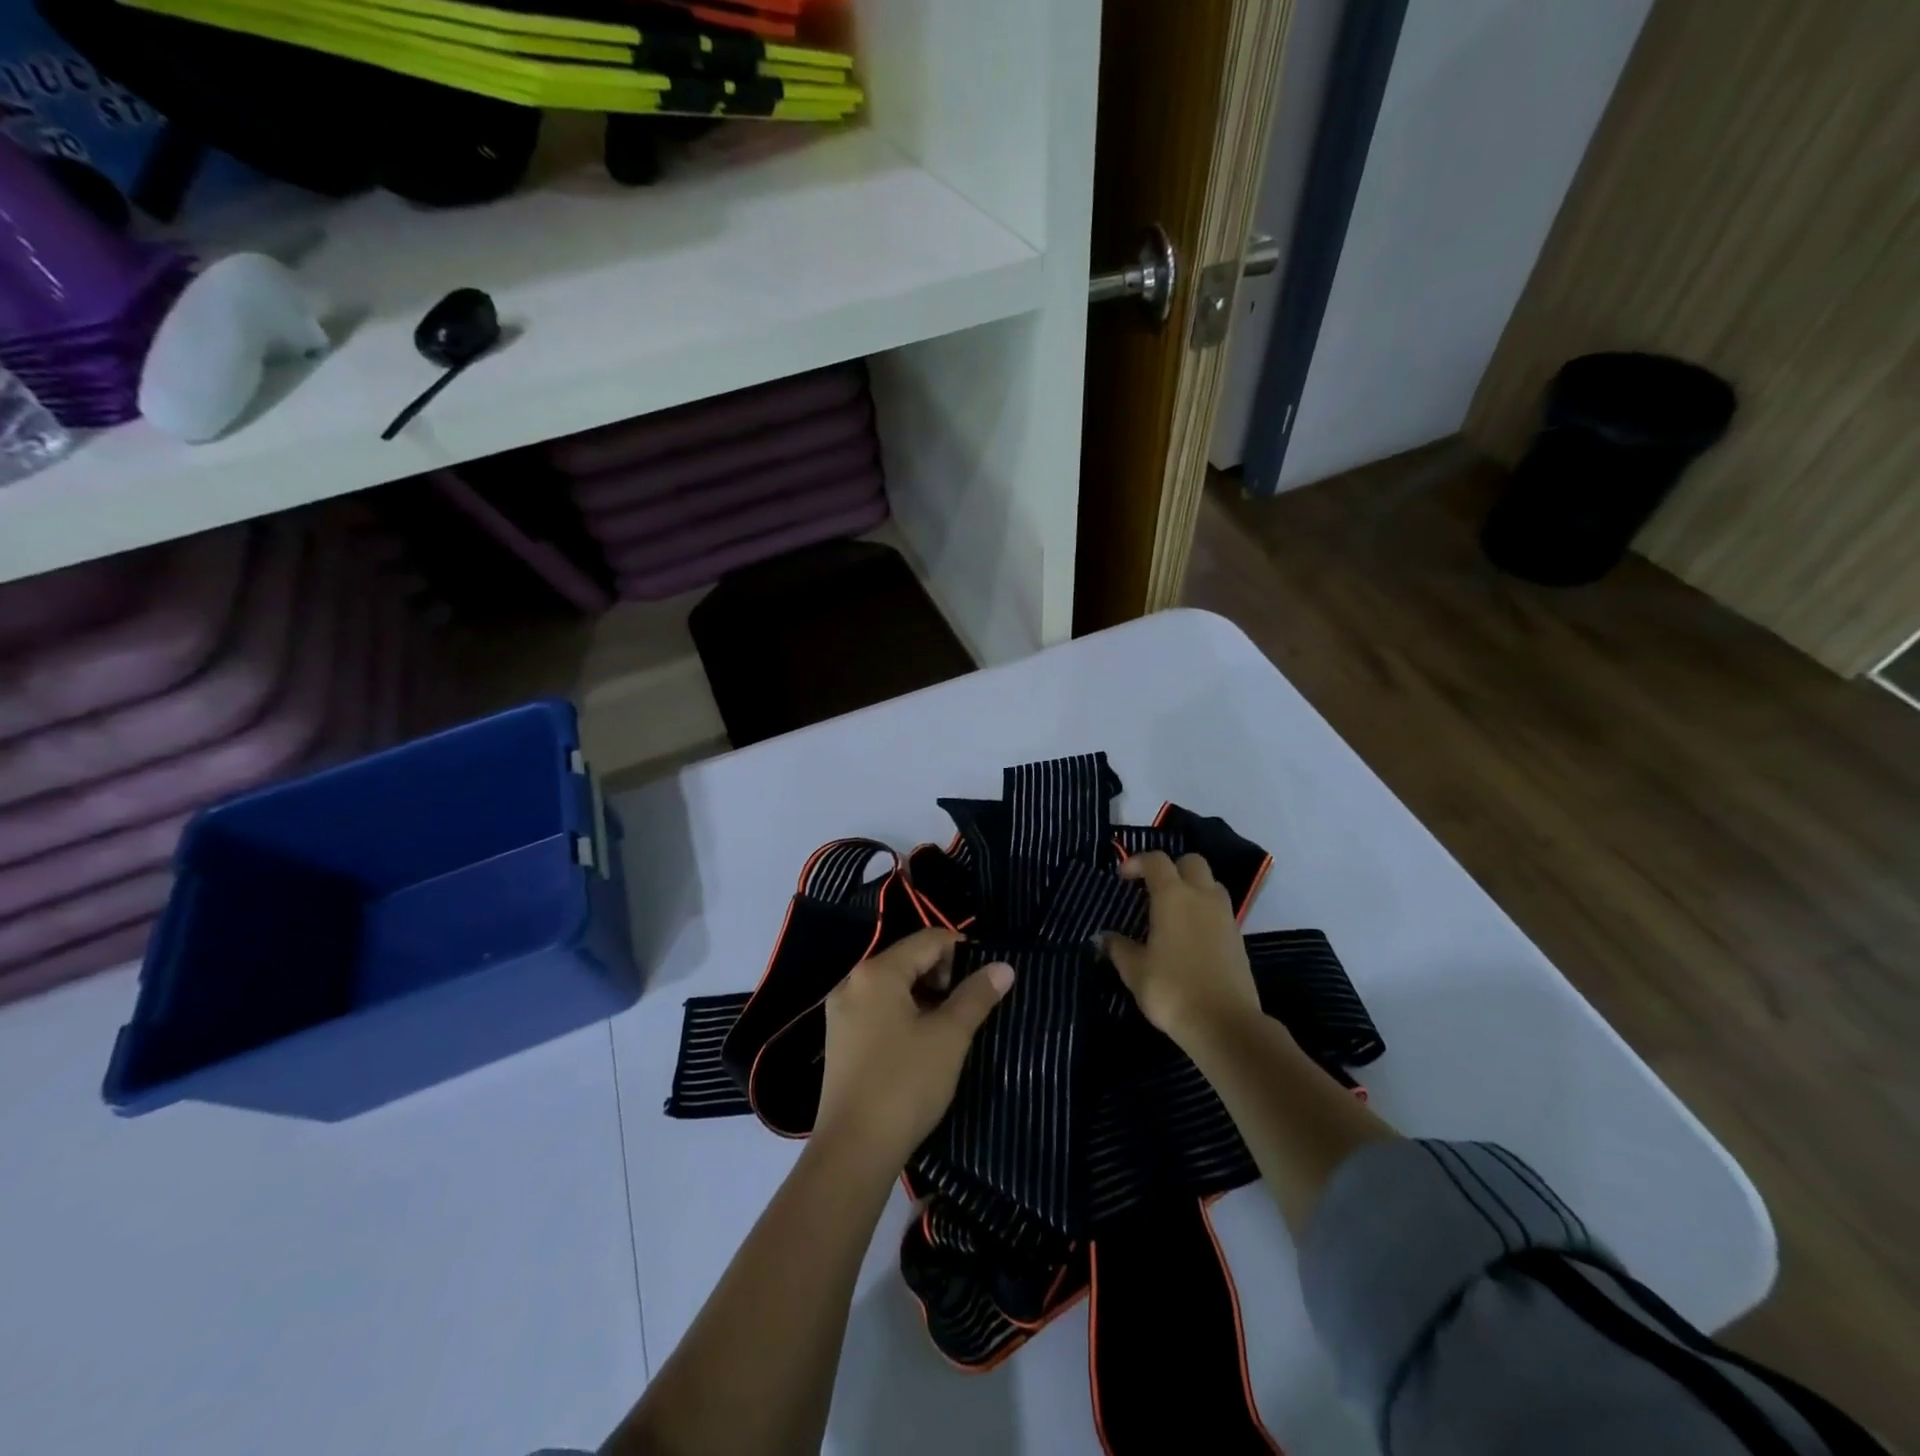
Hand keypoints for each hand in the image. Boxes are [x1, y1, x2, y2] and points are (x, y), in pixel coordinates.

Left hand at [814, 927, 1014, 1170]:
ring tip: (951, 1028)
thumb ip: (976, 996)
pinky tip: (923, 1044)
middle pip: (908, 960)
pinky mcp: (840, 1040)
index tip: (986, 980)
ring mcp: (841, 1012)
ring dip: (926, 997)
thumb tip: (1004, 967)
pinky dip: (904, 1015)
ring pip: (894, 987)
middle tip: (969, 1007)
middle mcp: (853, 982)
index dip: (962, 951)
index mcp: (877, 972)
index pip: (928, 940)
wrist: (853, 1151)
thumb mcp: (949, 1037)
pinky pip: (878, 1010)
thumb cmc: (905, 1084)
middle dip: (943, 976)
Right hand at [1105, 851, 1260, 1048]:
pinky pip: (1220, 909)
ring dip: (1192, 887)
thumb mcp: (1134, 970)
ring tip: (1174, 910)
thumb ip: (1118, 948)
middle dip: (1171, 868)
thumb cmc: (1172, 989)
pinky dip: (1205, 911)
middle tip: (1153, 889)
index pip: (1156, 861)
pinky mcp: (1238, 937)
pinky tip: (1190, 935)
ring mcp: (1225, 916)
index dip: (1137, 862)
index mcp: (1173, 896)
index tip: (1122, 877)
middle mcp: (1202, 897)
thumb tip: (1105, 937)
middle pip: (1191, 862)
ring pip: (1211, 883)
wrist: (1224, 1023)